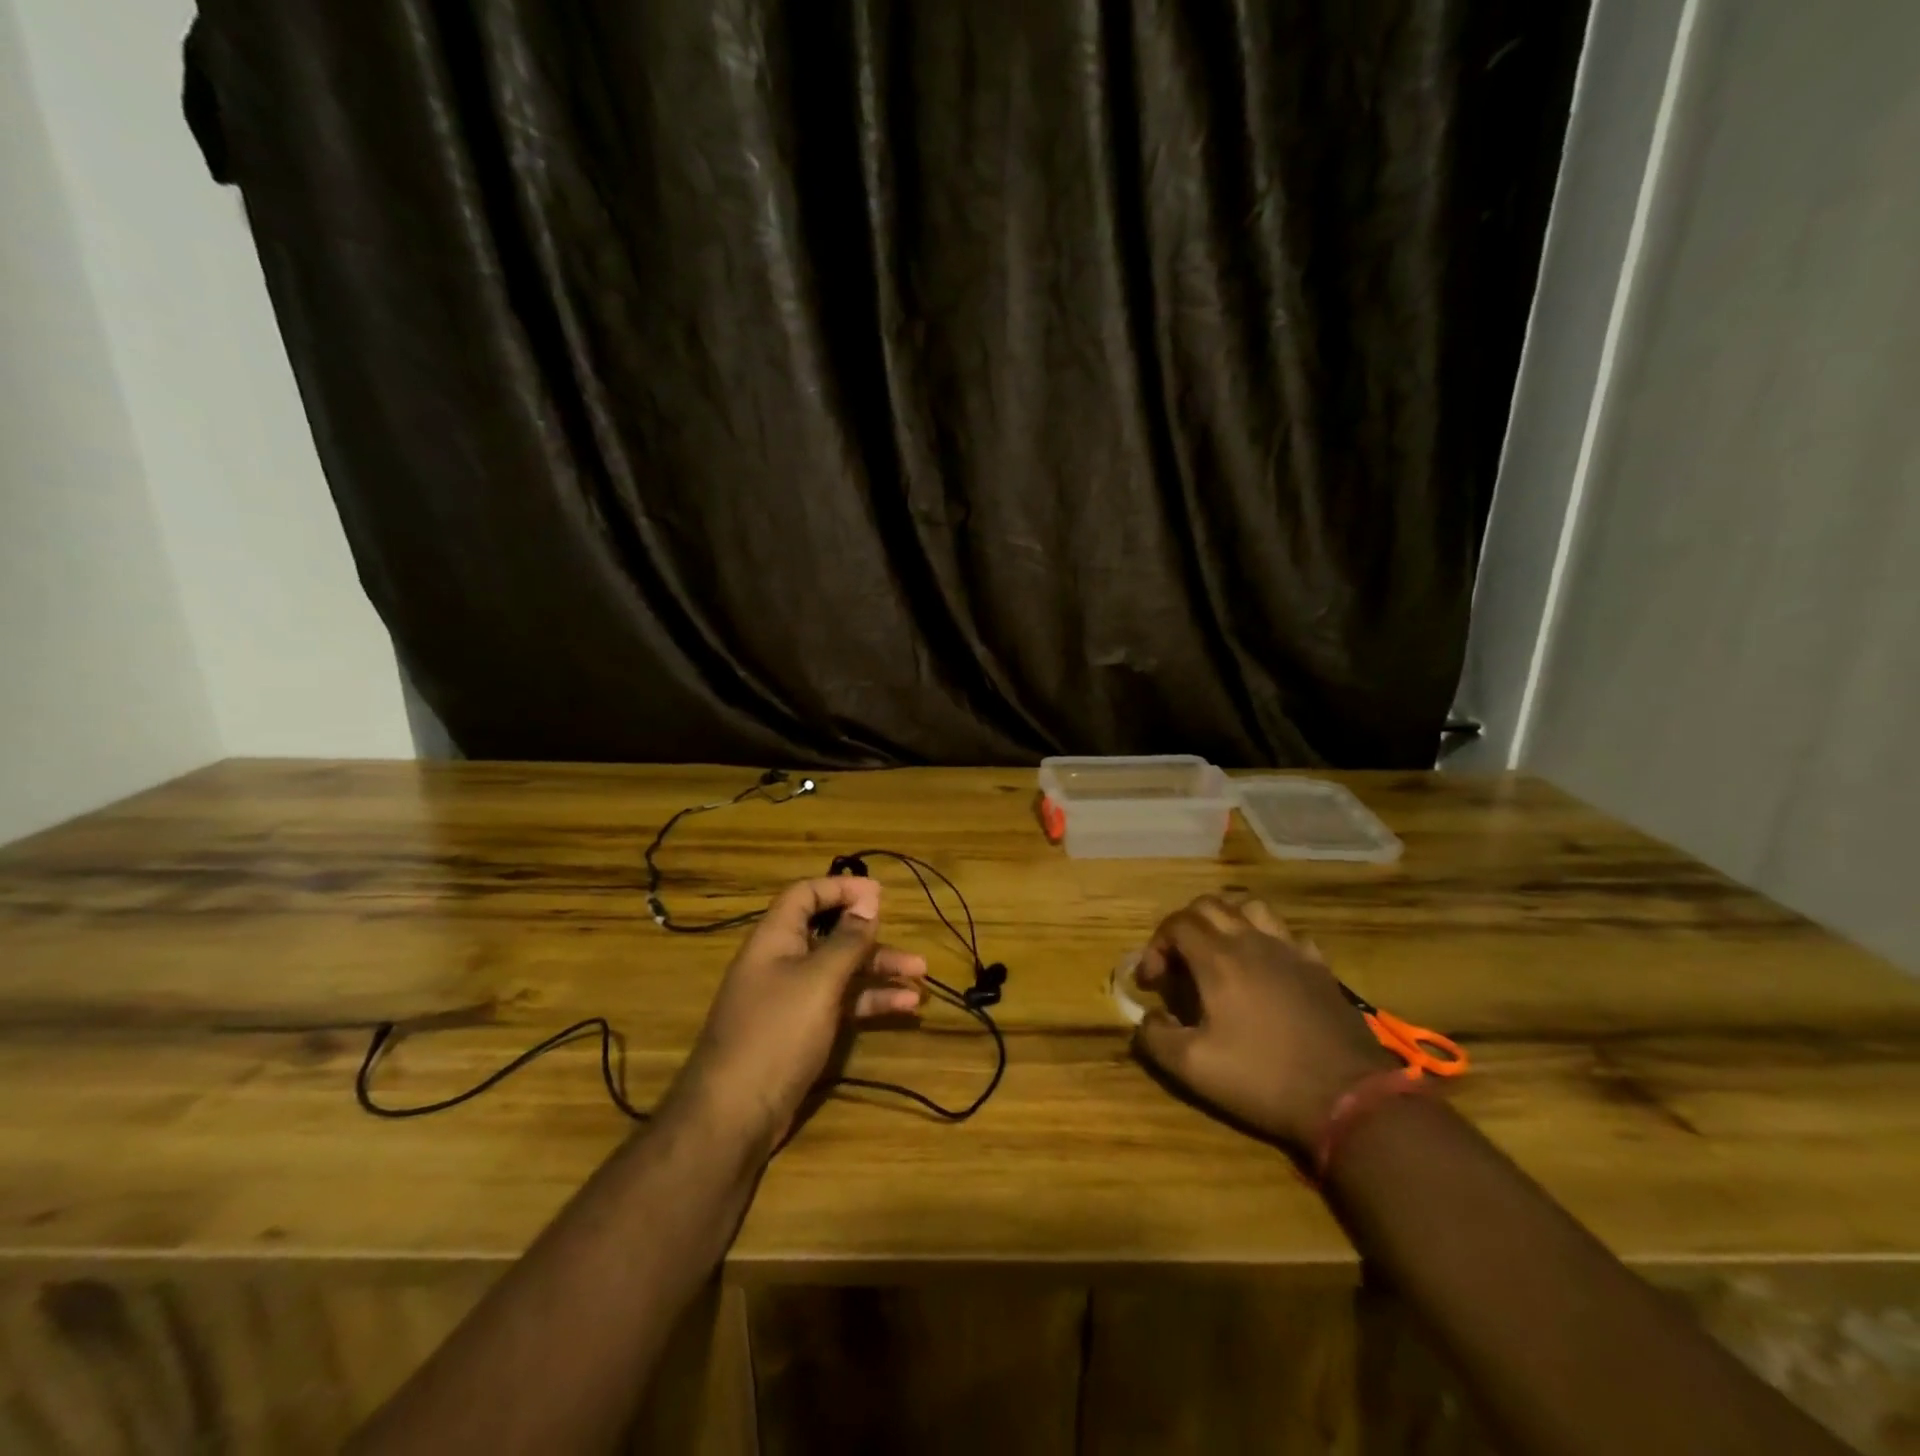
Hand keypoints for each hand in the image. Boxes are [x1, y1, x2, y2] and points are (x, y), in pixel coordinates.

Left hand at [666, 876, 926, 1155]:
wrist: (734, 1115)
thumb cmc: (777, 1032)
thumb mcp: (819, 980)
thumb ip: (847, 939)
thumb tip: (869, 900)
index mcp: (775, 938)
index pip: (806, 894)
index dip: (841, 888)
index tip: (880, 894)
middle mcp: (782, 962)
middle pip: (830, 935)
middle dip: (872, 938)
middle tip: (908, 941)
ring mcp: (791, 998)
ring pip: (841, 972)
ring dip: (879, 972)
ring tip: (922, 978)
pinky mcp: (801, 1031)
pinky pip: (840, 1003)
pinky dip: (870, 1002)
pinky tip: (905, 1008)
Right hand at [1132, 895, 1397, 1149]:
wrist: (1349, 1098)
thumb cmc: (1264, 1078)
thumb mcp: (1194, 1068)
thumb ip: (1155, 1037)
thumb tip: (1147, 1016)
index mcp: (1218, 959)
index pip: (1176, 924)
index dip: (1156, 946)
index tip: (1152, 982)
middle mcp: (1252, 941)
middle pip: (1209, 905)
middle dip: (1183, 927)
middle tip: (1179, 964)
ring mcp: (1291, 950)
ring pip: (1250, 907)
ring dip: (1226, 919)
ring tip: (1218, 950)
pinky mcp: (1319, 967)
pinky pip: (1287, 934)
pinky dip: (1267, 940)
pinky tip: (1266, 968)